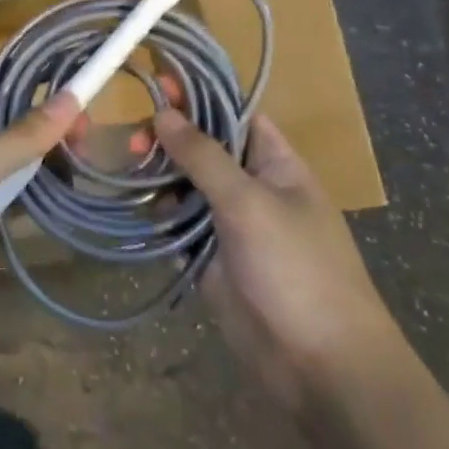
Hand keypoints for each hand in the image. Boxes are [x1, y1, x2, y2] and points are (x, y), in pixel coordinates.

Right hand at [152, 108, 400, 408]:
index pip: (234, 114)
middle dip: (169, 140)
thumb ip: (203, 156)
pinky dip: (159, 217)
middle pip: (203, 149)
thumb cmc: (296, 268)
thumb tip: (164, 112)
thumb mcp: (249, 202)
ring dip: (159, 178)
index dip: (199, 96)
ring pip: (185, 187)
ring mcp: (230, 224)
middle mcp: (252, 187)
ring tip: (128, 173)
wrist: (319, 365)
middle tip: (134, 142)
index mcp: (275, 164)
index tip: (158, 82)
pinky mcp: (211, 259)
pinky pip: (179, 226)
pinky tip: (137, 210)